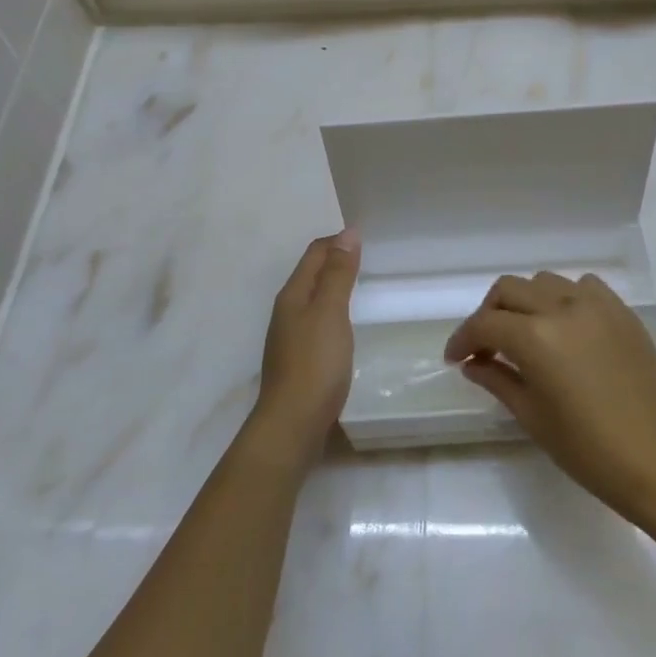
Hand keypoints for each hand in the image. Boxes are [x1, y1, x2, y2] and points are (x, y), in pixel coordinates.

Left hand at [248, 231, 360, 461]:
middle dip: (336, 260)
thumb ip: (338, 274)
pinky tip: (348, 323)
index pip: (314, 254)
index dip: (337, 241)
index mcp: (292, 295)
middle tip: (369, 256)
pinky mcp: (300, 360)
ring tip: (362, 284)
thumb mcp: (330, 313)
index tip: (365, 235)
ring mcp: (291, 337)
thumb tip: (347, 233)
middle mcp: (287, 311)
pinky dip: (334, 311)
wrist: (293, 423)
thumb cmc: (314, 363)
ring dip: (334, 286)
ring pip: (313, 299)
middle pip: (311, 274)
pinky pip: (318, 322)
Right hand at [444, 272, 655, 521]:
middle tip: (485, 347)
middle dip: (488, 314)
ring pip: (545, 282)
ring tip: (524, 335)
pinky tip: (564, 328)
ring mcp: (598, 306)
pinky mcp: (623, 313)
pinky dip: (564, 298)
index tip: (455, 358)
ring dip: (525, 303)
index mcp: (536, 337)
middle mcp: (564, 308)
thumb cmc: (590, 450)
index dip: (463, 339)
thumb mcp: (533, 417)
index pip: (485, 324)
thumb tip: (472, 363)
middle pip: (509, 290)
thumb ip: (497, 380)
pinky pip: (583, 287)